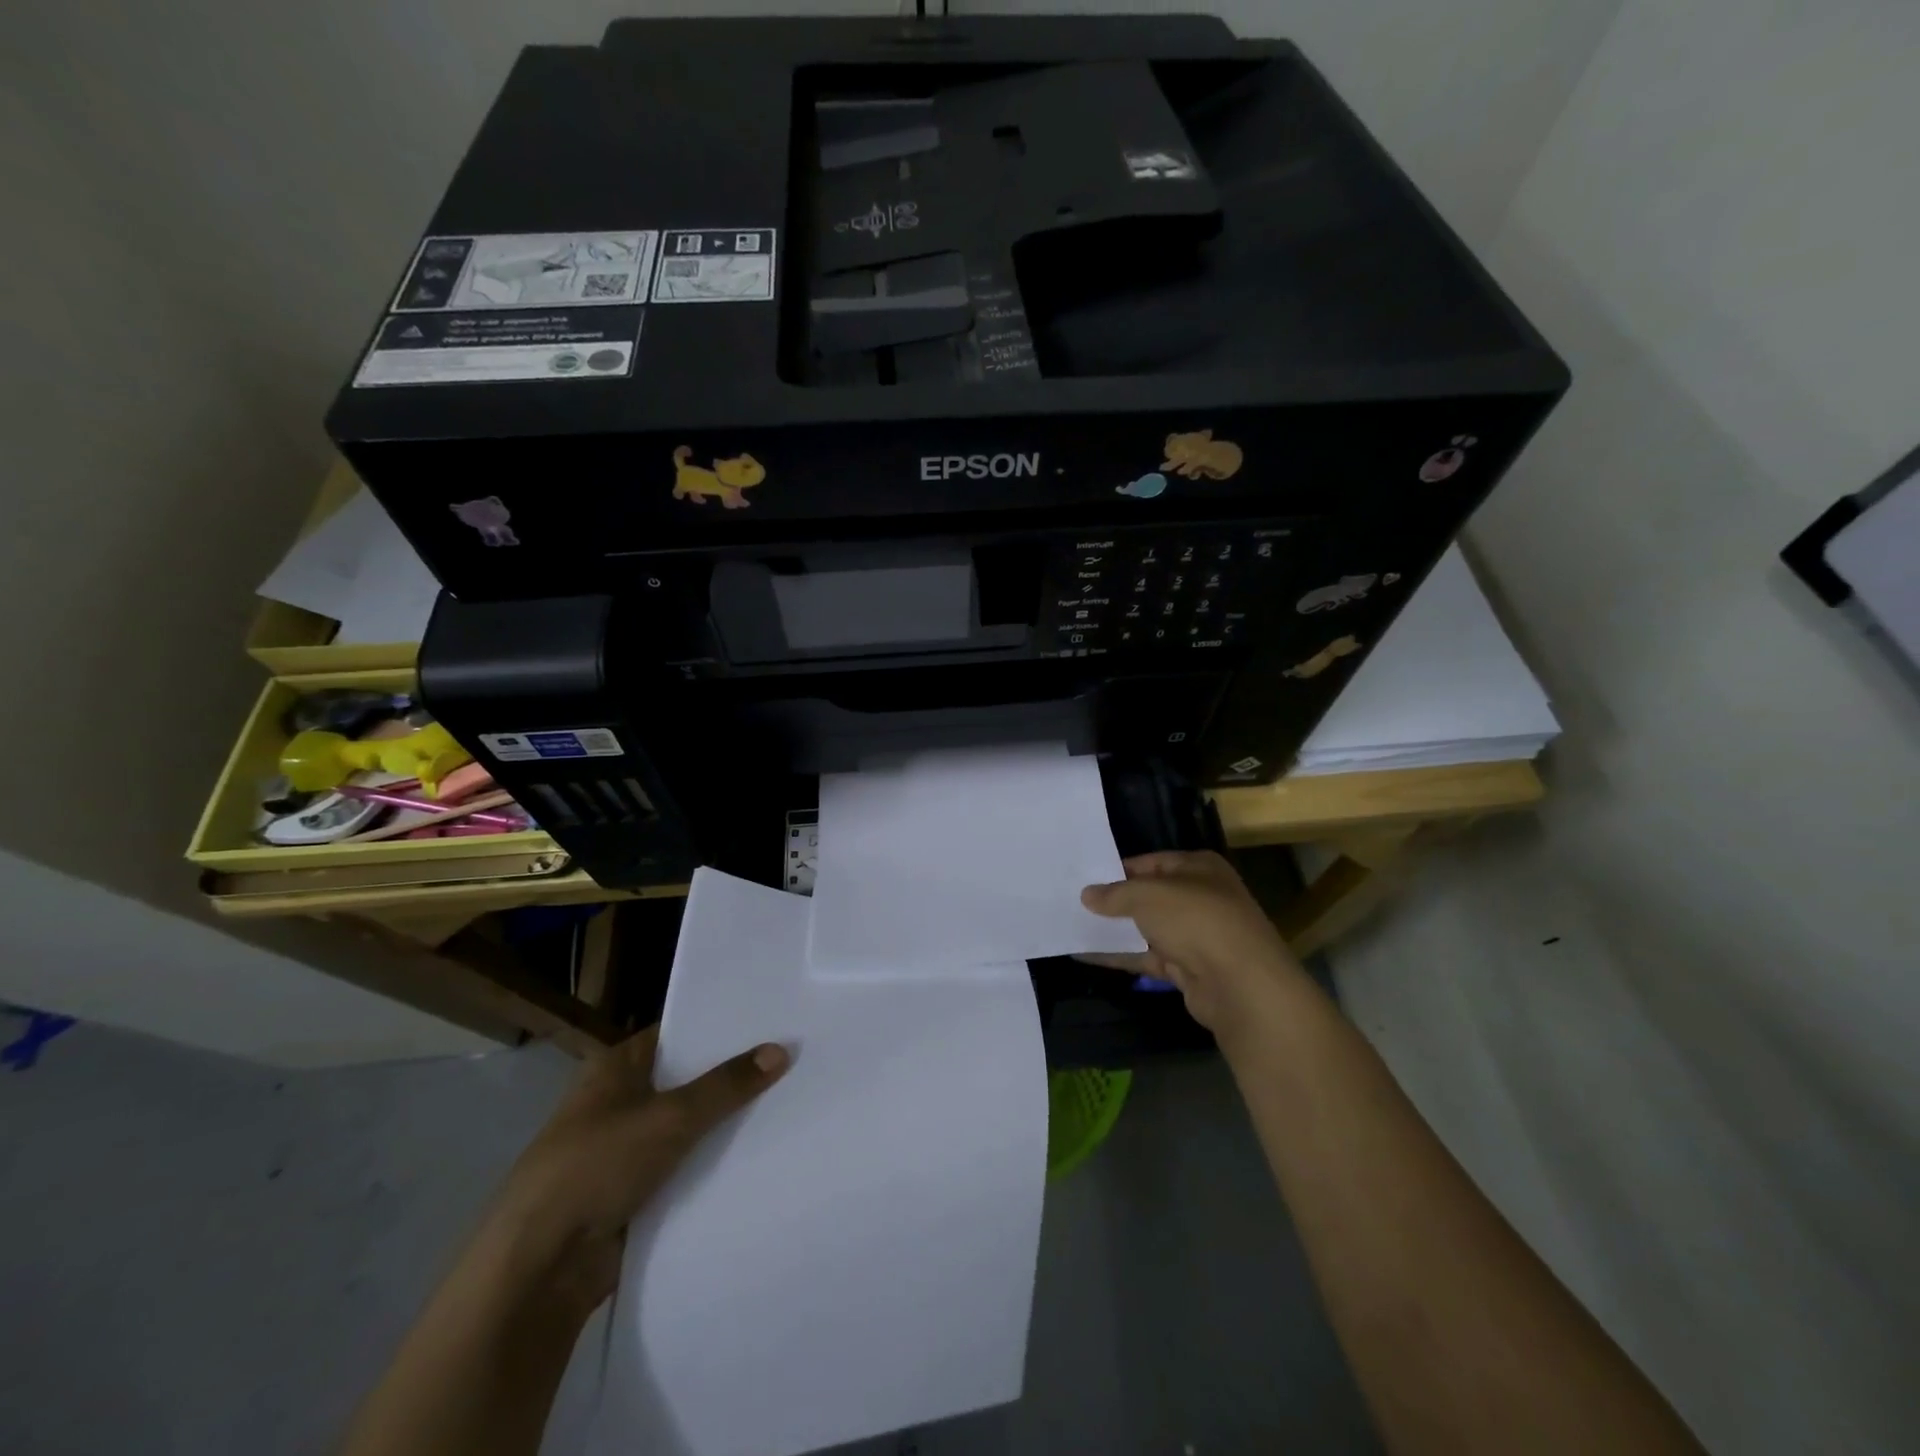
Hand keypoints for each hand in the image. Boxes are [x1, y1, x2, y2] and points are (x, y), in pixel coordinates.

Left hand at [483, 1026, 789, 1311]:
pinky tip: (759, 1155)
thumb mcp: (669, 1117)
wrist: (539, 1269)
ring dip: (724, 1124)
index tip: (768, 1021)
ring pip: (687, 1127)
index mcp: (616, 1068)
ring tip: (789, 1103)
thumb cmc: (596, 1167)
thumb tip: (781, 1049)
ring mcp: (624, 1151)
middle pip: (686, 1080)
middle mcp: (619, 1102)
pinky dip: (711, 1166)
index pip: (677, 1033)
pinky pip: (683, 1169)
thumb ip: (726, 1085)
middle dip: (730, 1076)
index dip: (719, 1027)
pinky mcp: (633, 1195)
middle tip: (791, 1059)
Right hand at [1081, 851, 1306, 1048]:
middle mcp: (1200, 897)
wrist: (1240, 984)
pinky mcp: (1188, 968)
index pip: (1152, 863)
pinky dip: (1120, 956)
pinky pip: (1146, 957)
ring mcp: (1196, 935)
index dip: (1119, 869)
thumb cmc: (1196, 919)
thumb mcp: (1148, 895)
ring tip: (1073, 925)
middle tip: (1074, 901)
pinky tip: (1086, 953)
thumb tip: (1087, 894)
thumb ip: (1115, 894)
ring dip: (1115, 930)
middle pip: (1149, 896)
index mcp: (1199, 868)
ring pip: (1147, 929)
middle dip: (1115, 901)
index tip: (1085, 877)